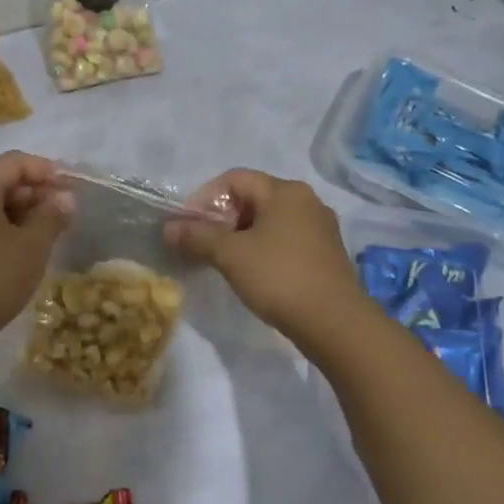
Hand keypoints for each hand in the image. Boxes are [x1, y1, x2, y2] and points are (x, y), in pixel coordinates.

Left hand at [0, 151, 72, 345]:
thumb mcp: (33, 246)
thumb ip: (52, 216)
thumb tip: (64, 198)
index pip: (13, 162)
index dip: (44, 170)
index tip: (68, 190)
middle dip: (33, 193)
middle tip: (61, 215)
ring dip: (18, 214)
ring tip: (43, 236)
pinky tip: (16, 254)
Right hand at [166, 169, 364, 340]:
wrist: (335, 324)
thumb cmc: (279, 277)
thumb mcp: (230, 255)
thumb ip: (197, 237)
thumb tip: (168, 228)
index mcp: (285, 191)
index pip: (234, 179)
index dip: (205, 198)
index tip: (188, 226)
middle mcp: (306, 201)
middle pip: (252, 198)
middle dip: (222, 219)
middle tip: (202, 245)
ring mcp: (320, 228)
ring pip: (269, 221)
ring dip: (241, 236)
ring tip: (223, 261)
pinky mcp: (326, 253)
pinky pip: (285, 240)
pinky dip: (263, 248)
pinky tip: (253, 273)